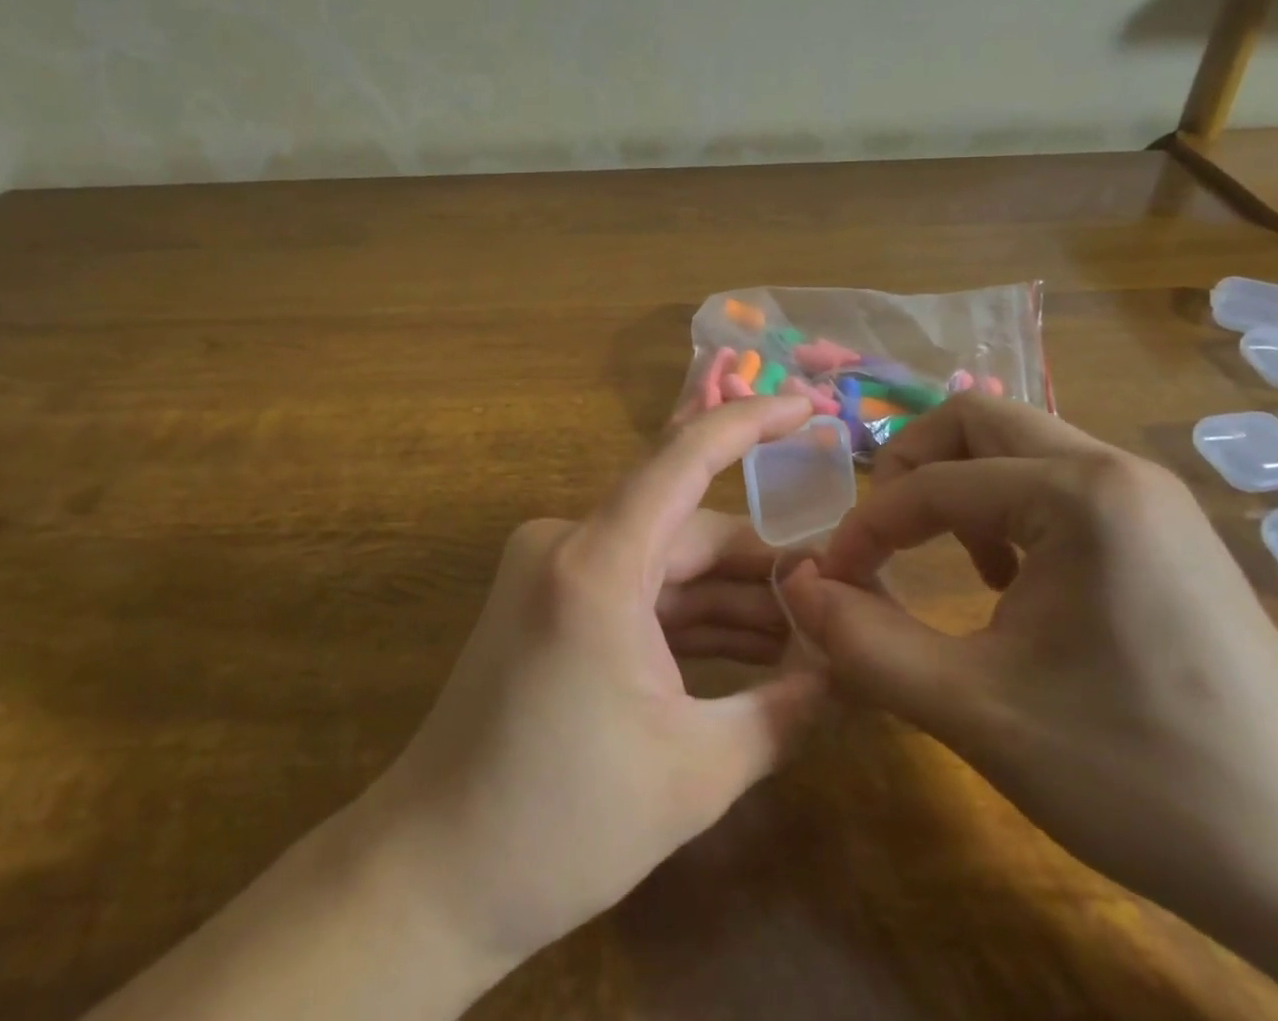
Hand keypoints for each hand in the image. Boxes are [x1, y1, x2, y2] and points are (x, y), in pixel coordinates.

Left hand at [90, 396, 825, 1020]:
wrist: (435, 872)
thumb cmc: (562, 825)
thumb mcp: (696, 773)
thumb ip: (783, 709)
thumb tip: (842, 669)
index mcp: (597, 565)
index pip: (684, 458)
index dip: (749, 421)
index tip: (807, 404)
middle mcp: (568, 543)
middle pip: (686, 528)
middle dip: (760, 565)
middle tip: (835, 600)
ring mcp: (553, 567)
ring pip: (663, 559)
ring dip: (729, 594)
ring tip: (805, 635)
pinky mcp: (549, 597)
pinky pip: (635, 586)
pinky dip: (687, 612)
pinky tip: (748, 647)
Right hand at [780, 395, 1277, 1014]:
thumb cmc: (1144, 780)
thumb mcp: (978, 712)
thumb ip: (865, 643)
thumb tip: (792, 588)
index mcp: (1079, 495)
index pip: (931, 483)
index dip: (864, 528)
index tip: (829, 581)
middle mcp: (1116, 469)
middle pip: (975, 420)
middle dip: (909, 466)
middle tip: (878, 534)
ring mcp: (1148, 496)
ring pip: (1016, 446)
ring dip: (958, 486)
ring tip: (946, 561)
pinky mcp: (1164, 531)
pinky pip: (1055, 483)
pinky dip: (1004, 508)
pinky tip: (1008, 583)